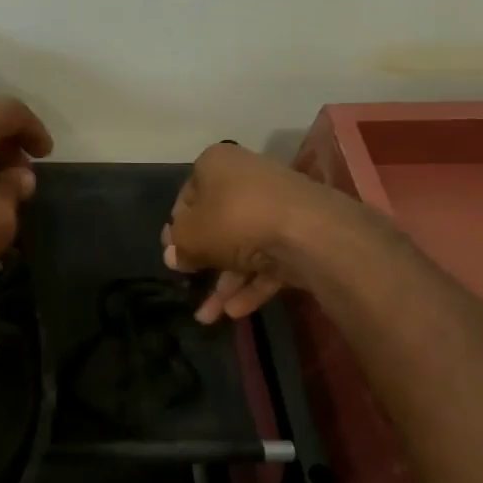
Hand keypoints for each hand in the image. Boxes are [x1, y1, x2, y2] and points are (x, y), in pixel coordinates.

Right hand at [163, 143, 336, 323]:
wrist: (308, 231)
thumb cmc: (234, 220)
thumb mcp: (191, 236)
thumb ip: (179, 247)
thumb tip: (174, 256)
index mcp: (217, 165)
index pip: (187, 196)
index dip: (178, 228)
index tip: (173, 253)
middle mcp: (248, 179)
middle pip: (218, 223)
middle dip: (203, 260)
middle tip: (189, 281)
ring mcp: (277, 206)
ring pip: (244, 247)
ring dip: (226, 282)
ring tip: (208, 317)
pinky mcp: (301, 233)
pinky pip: (269, 259)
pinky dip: (252, 284)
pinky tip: (235, 311)